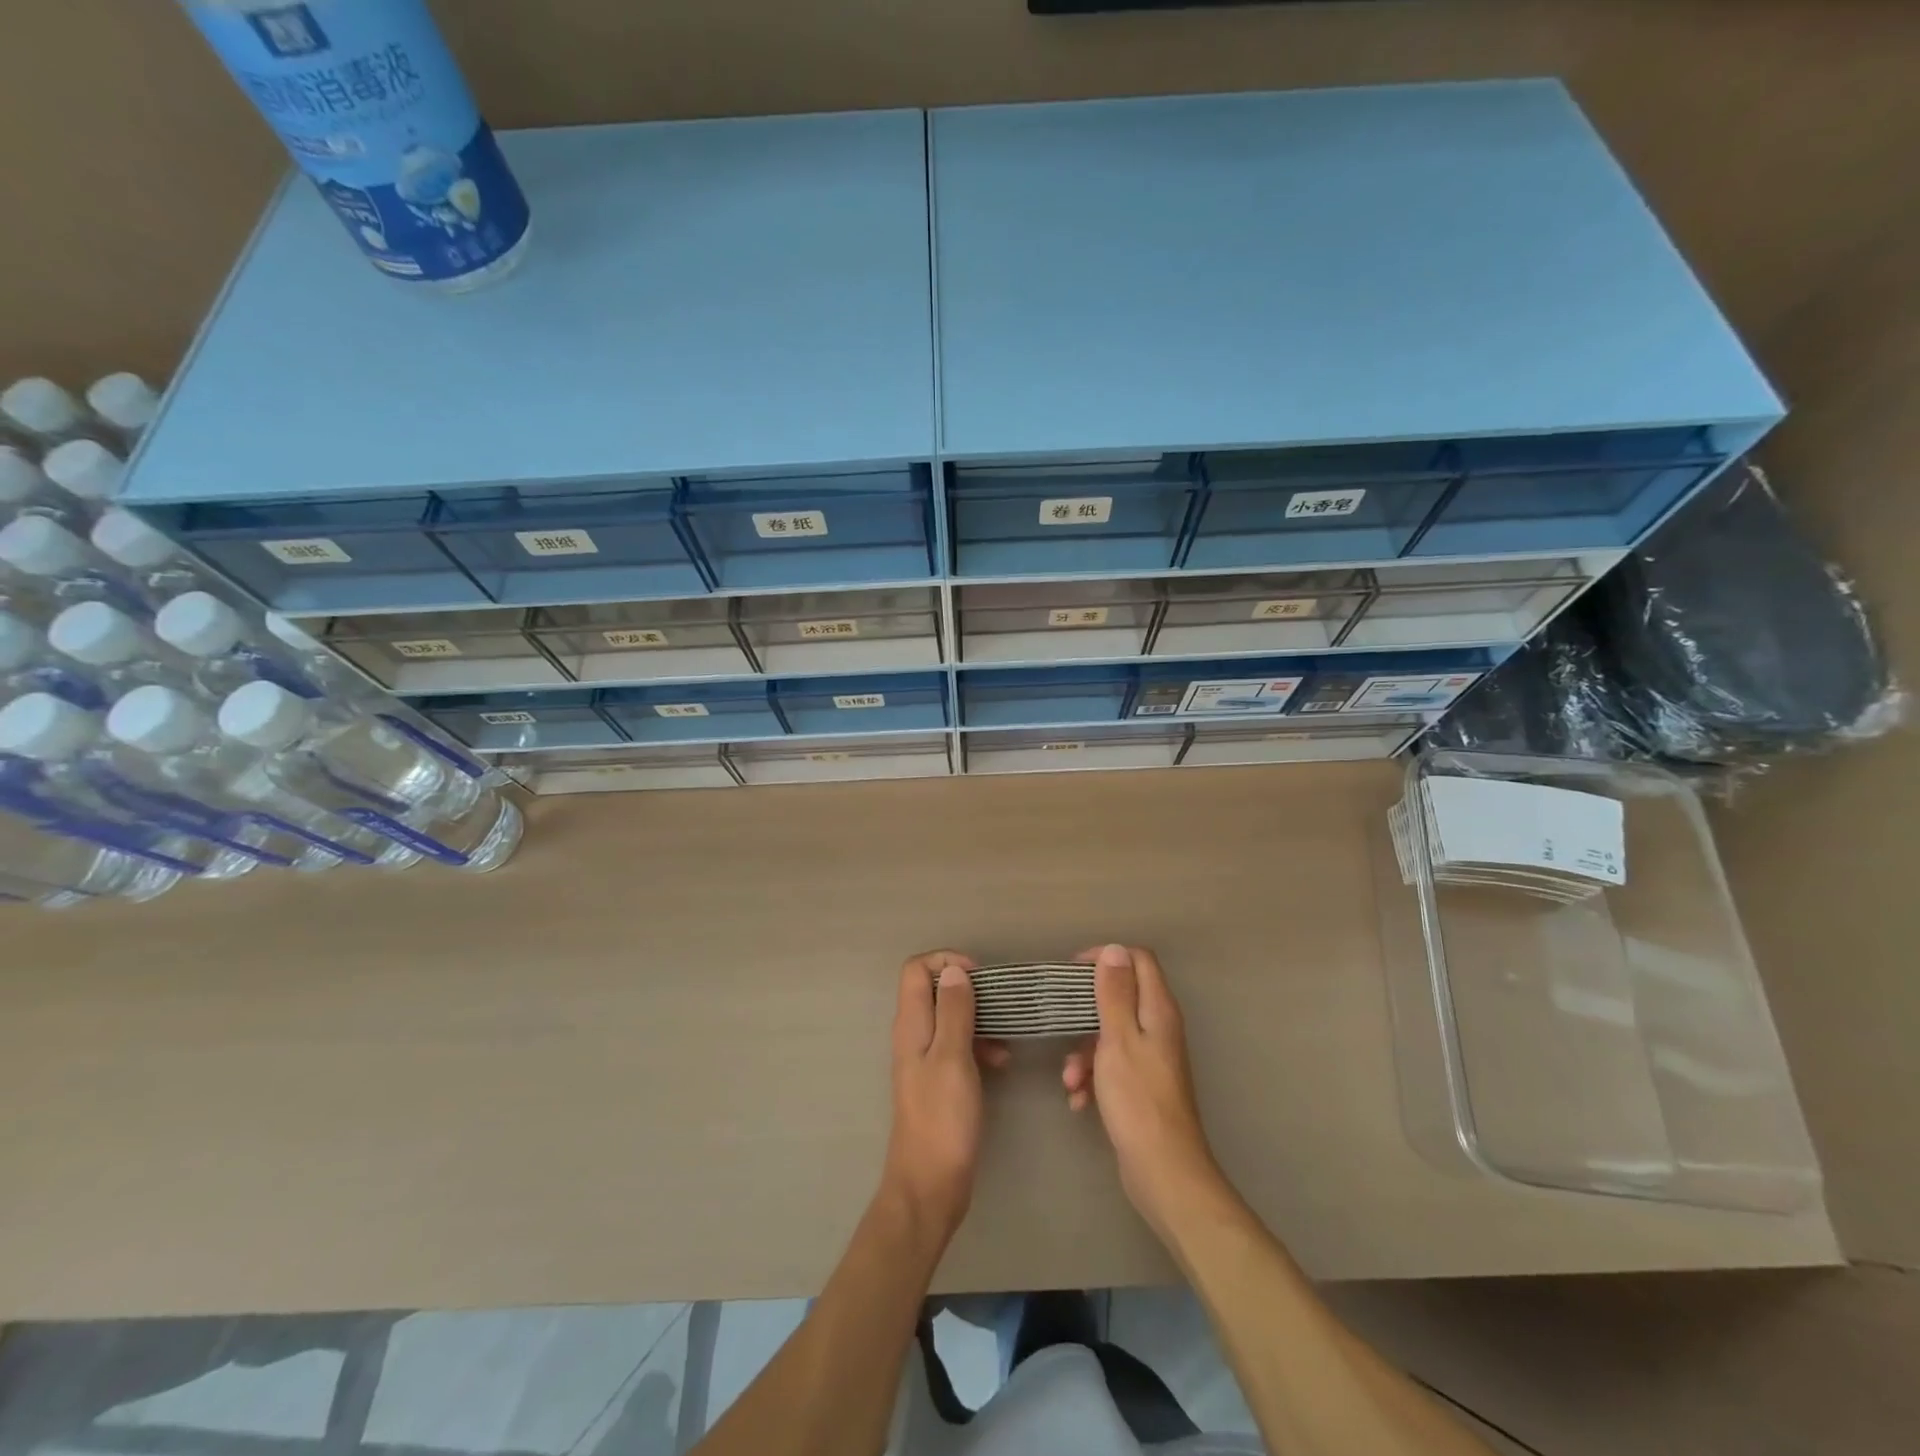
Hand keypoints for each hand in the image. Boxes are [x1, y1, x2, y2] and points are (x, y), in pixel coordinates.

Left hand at [881, 951, 1009, 1239]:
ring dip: (979, 1018)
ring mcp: (925, 1058)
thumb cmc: (942, 1119)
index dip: (946, 961)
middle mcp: (913, 1035)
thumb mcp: (952, 1058)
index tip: (980, 975)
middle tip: (1000, 1001)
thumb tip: (954, 971)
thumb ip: (953, 1011)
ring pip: (950, 1018)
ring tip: (1007, 1036)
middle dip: (968, 988)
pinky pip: (959, 1046)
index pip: (916, 968)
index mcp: (911, 1025)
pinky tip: (1003, 1061)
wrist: (930, 1186)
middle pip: (934, 989)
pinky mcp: (939, 1080)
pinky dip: (980, 1045)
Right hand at [1063, 945, 1221, 1232]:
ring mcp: (1152, 1059)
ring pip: (1110, 1035)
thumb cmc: (1138, 1098)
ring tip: (1070, 1078)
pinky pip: (1111, 1066)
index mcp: (1158, 1010)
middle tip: (1061, 1019)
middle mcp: (1159, 1028)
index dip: (1107, 957)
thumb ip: (1114, 993)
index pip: (1138, 960)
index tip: (1073, 972)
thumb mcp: (1118, 1038)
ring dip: (1084, 1051)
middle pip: (1120, 997)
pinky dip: (1093, 1077)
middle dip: (1086, 1011)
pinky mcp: (1142, 1086)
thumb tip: (1115, 949)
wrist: (1162, 1171)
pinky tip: (1079, 1100)